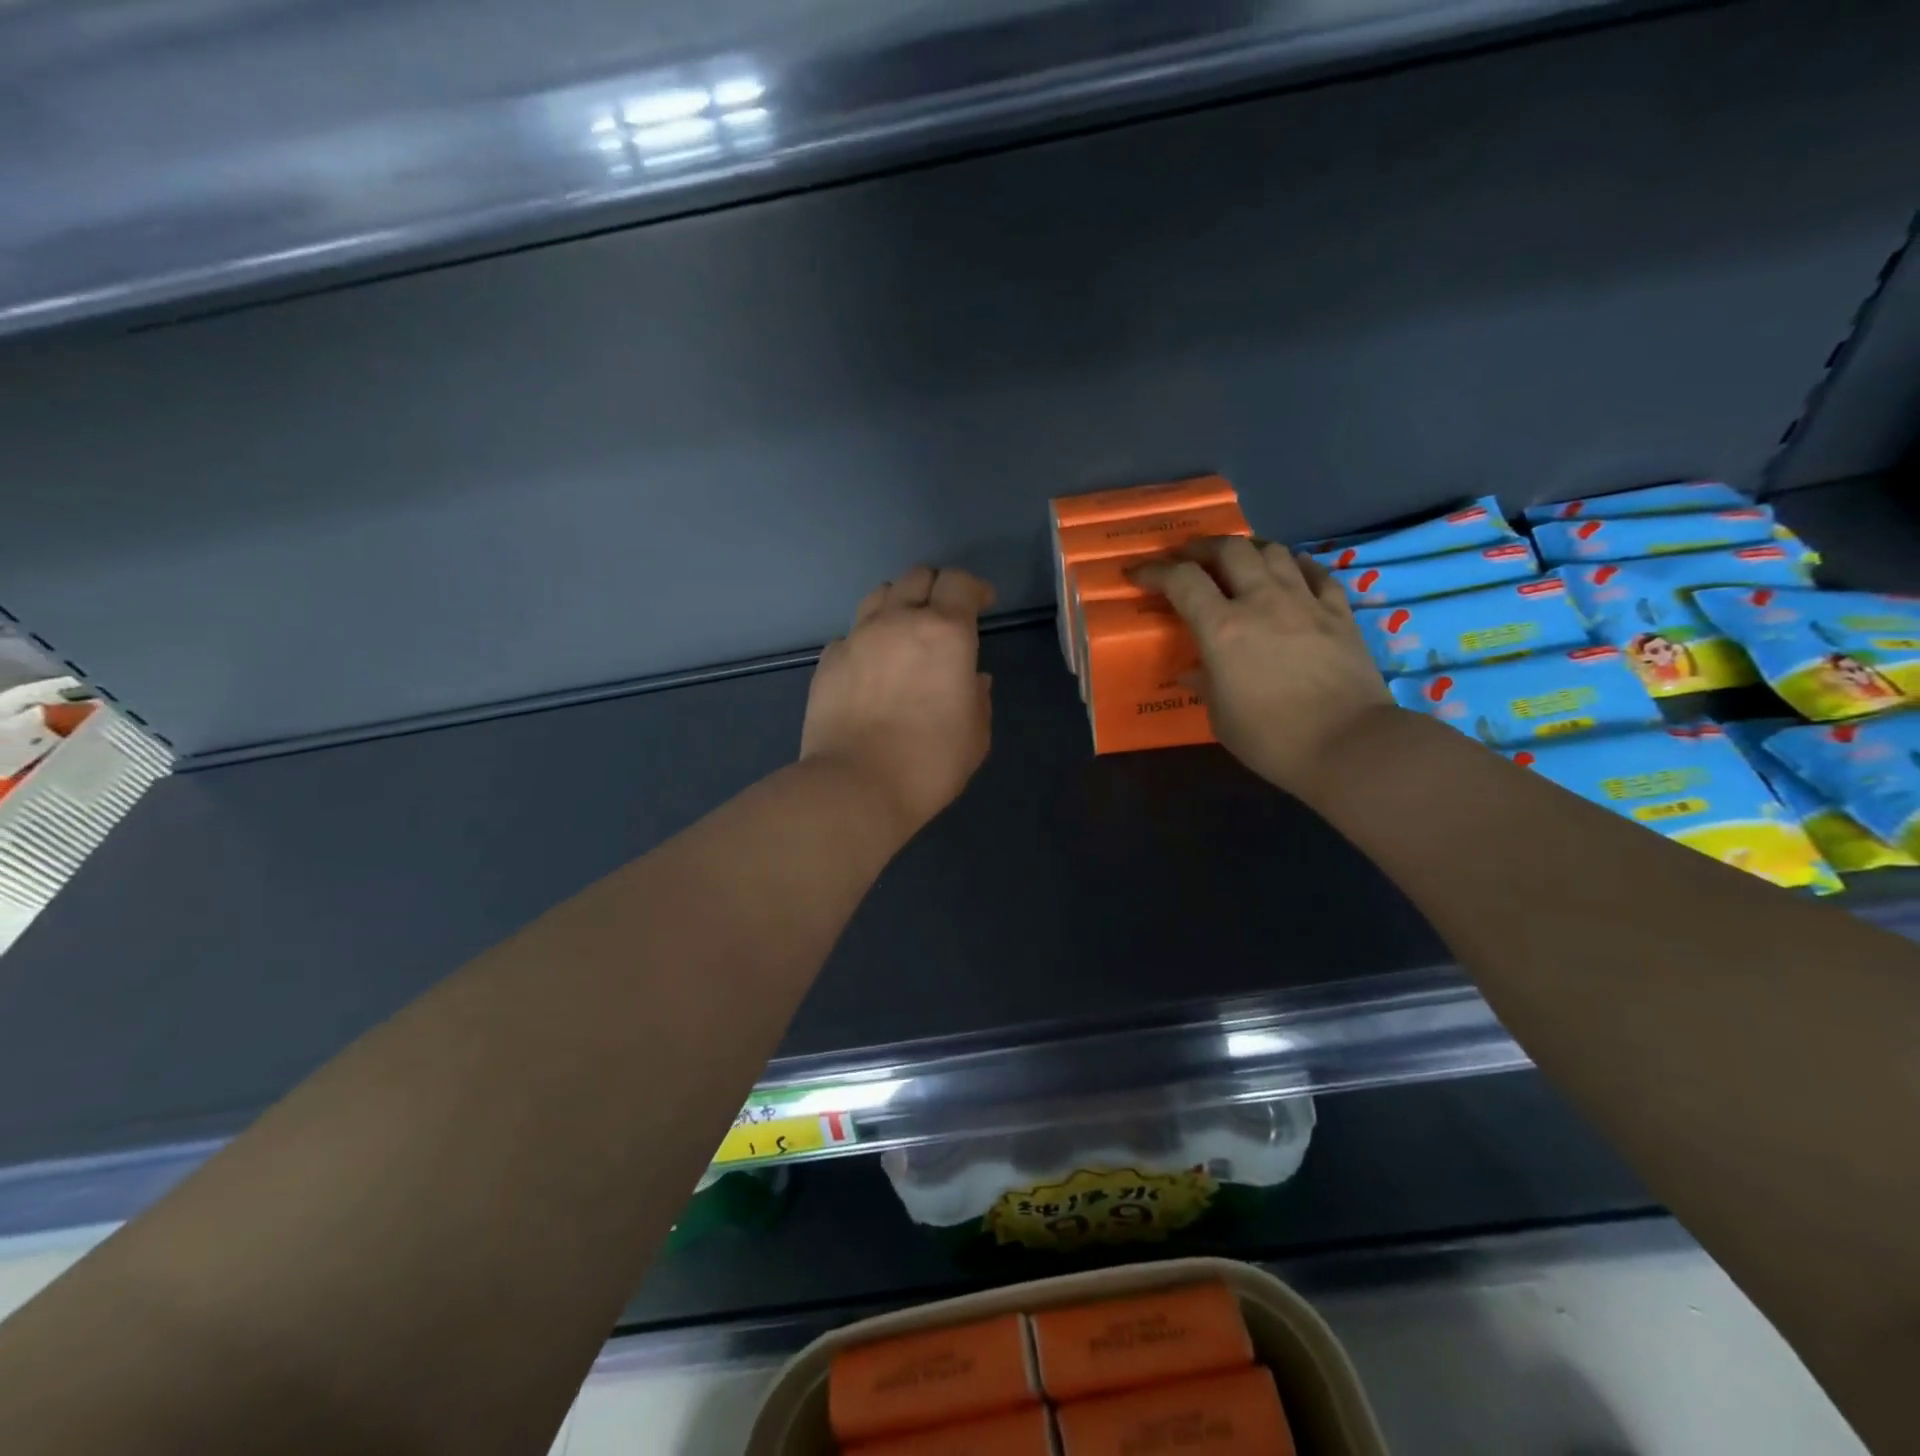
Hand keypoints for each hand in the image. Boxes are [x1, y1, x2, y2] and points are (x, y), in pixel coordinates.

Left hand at [801, 566, 995, 840]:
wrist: (856, 787)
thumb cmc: (930, 763)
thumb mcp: (975, 734)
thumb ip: (977, 697)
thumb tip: (971, 679)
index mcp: (945, 632)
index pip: (959, 582)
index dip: (973, 588)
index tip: (982, 603)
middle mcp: (899, 621)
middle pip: (917, 576)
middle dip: (936, 588)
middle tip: (944, 616)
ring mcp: (858, 637)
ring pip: (879, 595)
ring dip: (898, 604)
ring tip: (904, 632)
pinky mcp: (828, 660)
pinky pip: (851, 634)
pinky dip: (867, 639)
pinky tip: (871, 667)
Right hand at [1130, 538, 1393, 795]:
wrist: (1349, 745)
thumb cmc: (1271, 738)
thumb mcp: (1220, 716)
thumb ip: (1204, 684)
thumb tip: (1194, 671)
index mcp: (1223, 629)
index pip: (1182, 581)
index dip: (1155, 571)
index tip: (1139, 574)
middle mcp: (1262, 602)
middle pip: (1230, 550)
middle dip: (1202, 548)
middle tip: (1188, 559)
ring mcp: (1305, 603)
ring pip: (1274, 551)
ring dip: (1248, 550)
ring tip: (1237, 561)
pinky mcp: (1340, 613)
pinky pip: (1316, 573)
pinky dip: (1296, 566)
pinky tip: (1290, 572)